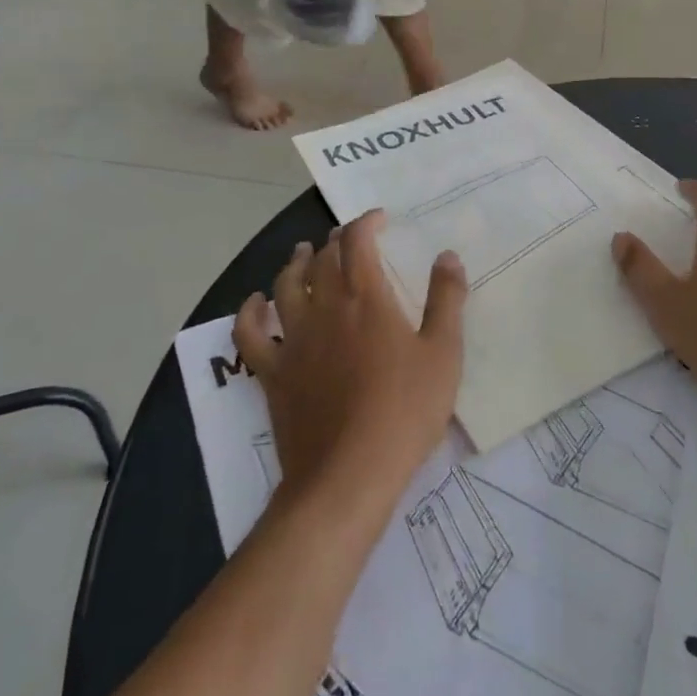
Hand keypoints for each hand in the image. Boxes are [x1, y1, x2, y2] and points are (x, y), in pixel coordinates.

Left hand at [234, 213, 468, 500]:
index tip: (380, 219)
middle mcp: (324, 306)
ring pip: (285, 284)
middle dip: (335, 240)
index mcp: (366, 297)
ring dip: (295, 262)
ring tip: (303, 253)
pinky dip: (250, 310)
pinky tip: (256, 302)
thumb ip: (447, 299)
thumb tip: (447, 255)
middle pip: (322, 258)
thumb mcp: (443, 353)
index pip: (357, 240)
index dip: (366, 221)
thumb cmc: (404, 412)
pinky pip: (250, 332)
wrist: (348, 476)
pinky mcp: (272, 371)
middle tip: (348, 239)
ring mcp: (293, 338)